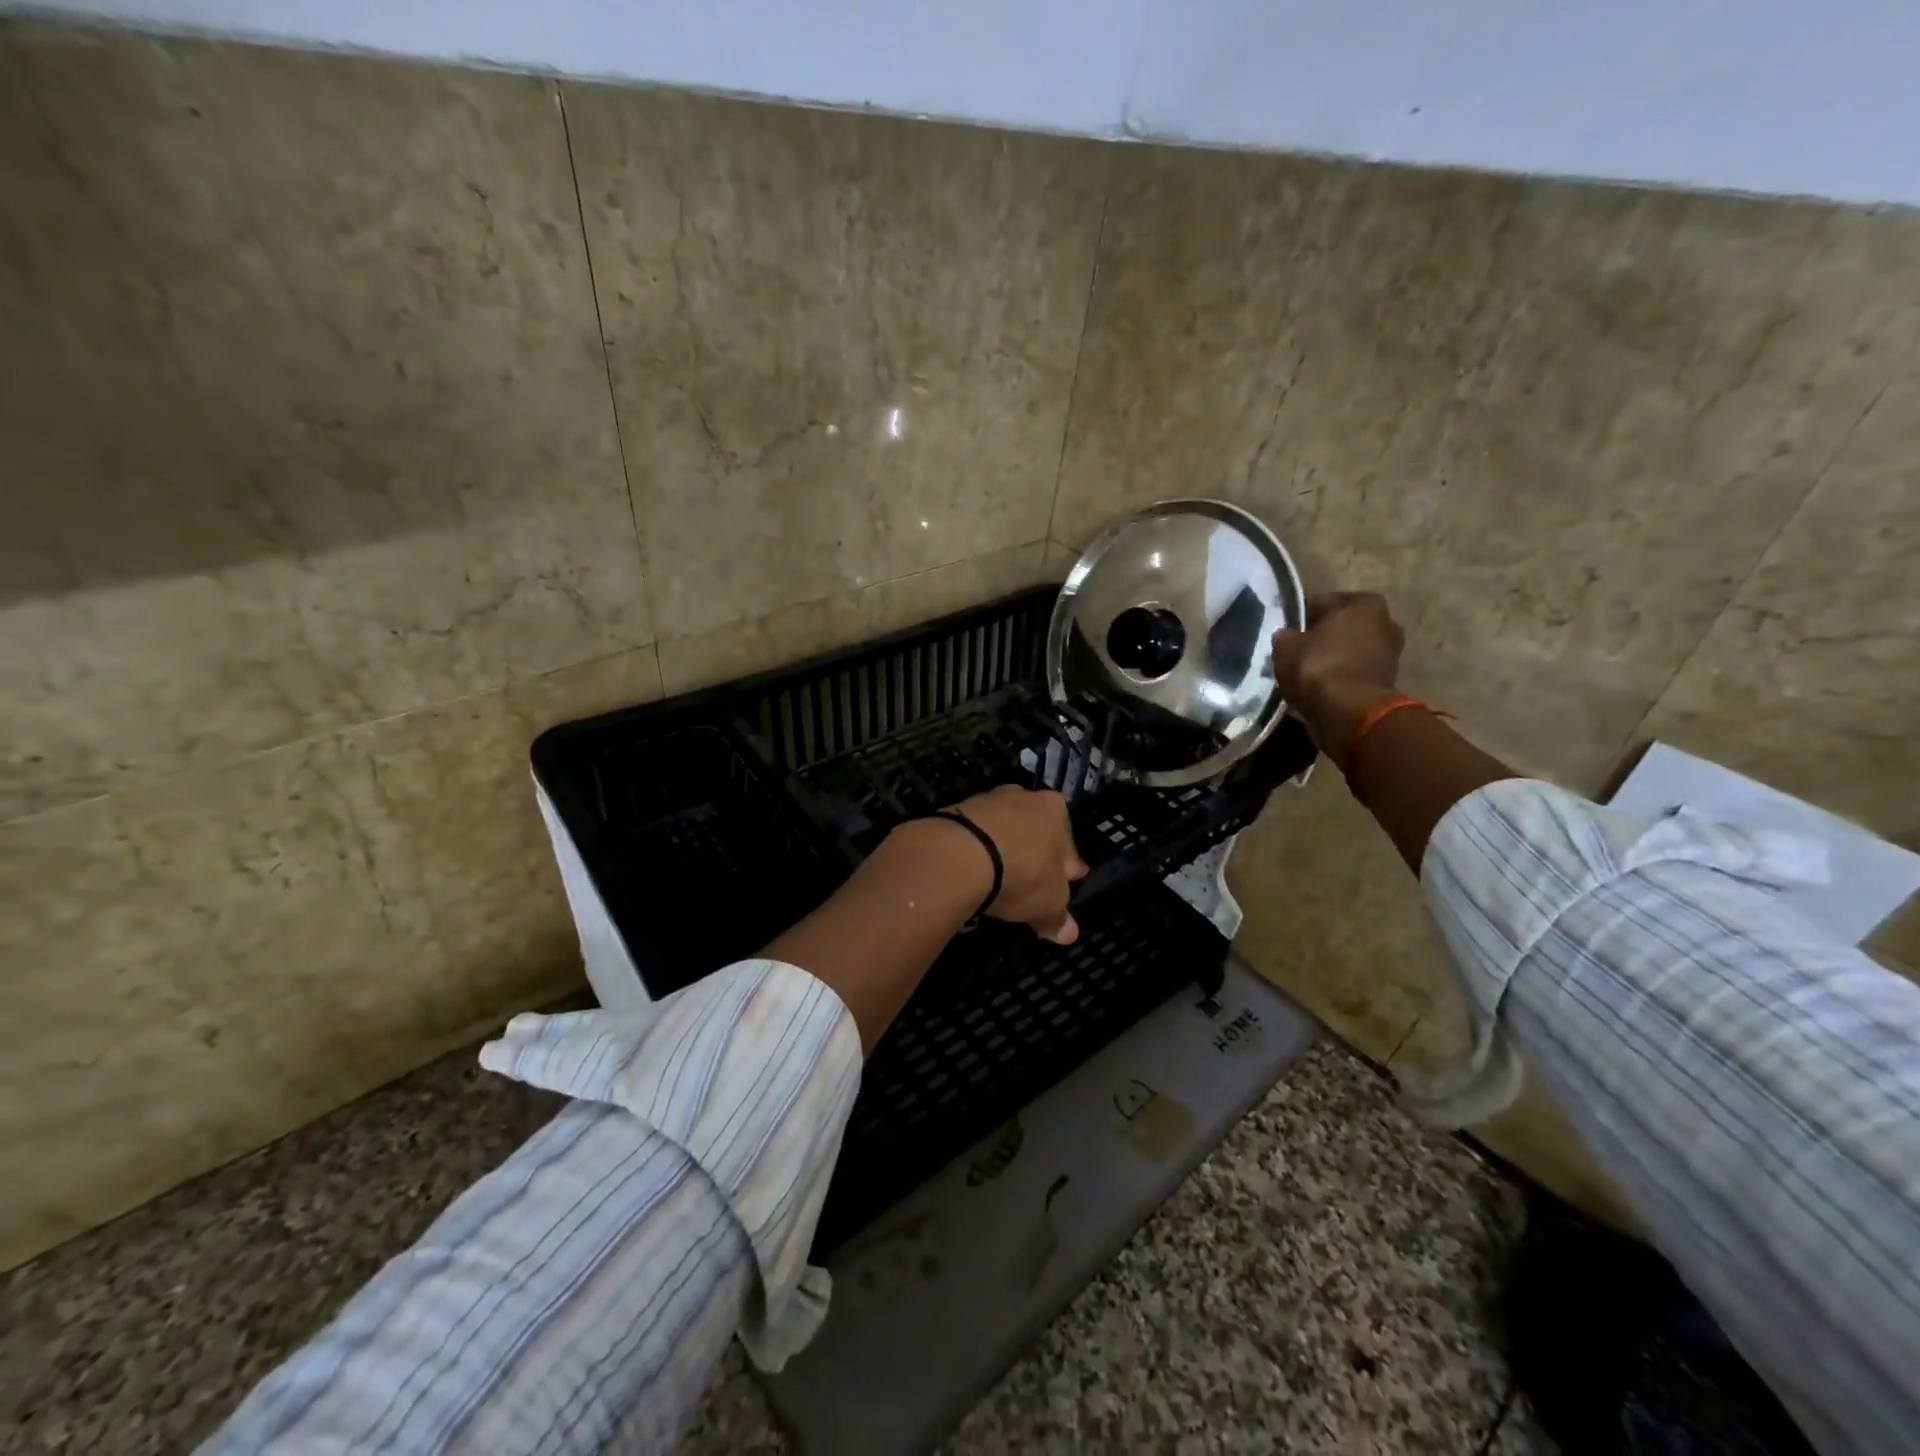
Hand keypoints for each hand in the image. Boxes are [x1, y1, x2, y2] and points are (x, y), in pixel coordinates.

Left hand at [951, 785, 1088, 944]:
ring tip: (997, 878)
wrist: (959, 855)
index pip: (1068, 844)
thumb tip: (1069, 933)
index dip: (1067, 869)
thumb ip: (1059, 918)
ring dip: (1004, 850)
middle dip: (1036, 854)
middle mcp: (1024, 796)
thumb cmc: (1020, 875)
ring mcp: (989, 799)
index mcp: (1055, 811)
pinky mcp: (957, 810)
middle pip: (1035, 831)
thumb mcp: (1048, 905)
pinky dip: (977, 850)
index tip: (1064, 884)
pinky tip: (973, 871)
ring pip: (1004, 830)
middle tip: (1031, 881)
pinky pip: (976, 834)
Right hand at [1271, 591, 1405, 759]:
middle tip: (1296, 651)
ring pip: (1349, 649)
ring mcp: (1390, 652)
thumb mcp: (1286, 647)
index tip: (1285, 632)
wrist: (1348, 712)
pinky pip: (1354, 671)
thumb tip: (1286, 636)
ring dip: (1331, 658)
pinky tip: (1319, 686)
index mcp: (1363, 603)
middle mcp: (1385, 621)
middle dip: (1321, 637)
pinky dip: (1339, 676)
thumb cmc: (1318, 667)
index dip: (1300, 618)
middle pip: (1341, 626)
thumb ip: (1285, 636)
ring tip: (1305, 672)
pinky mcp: (1387, 680)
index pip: (1322, 603)